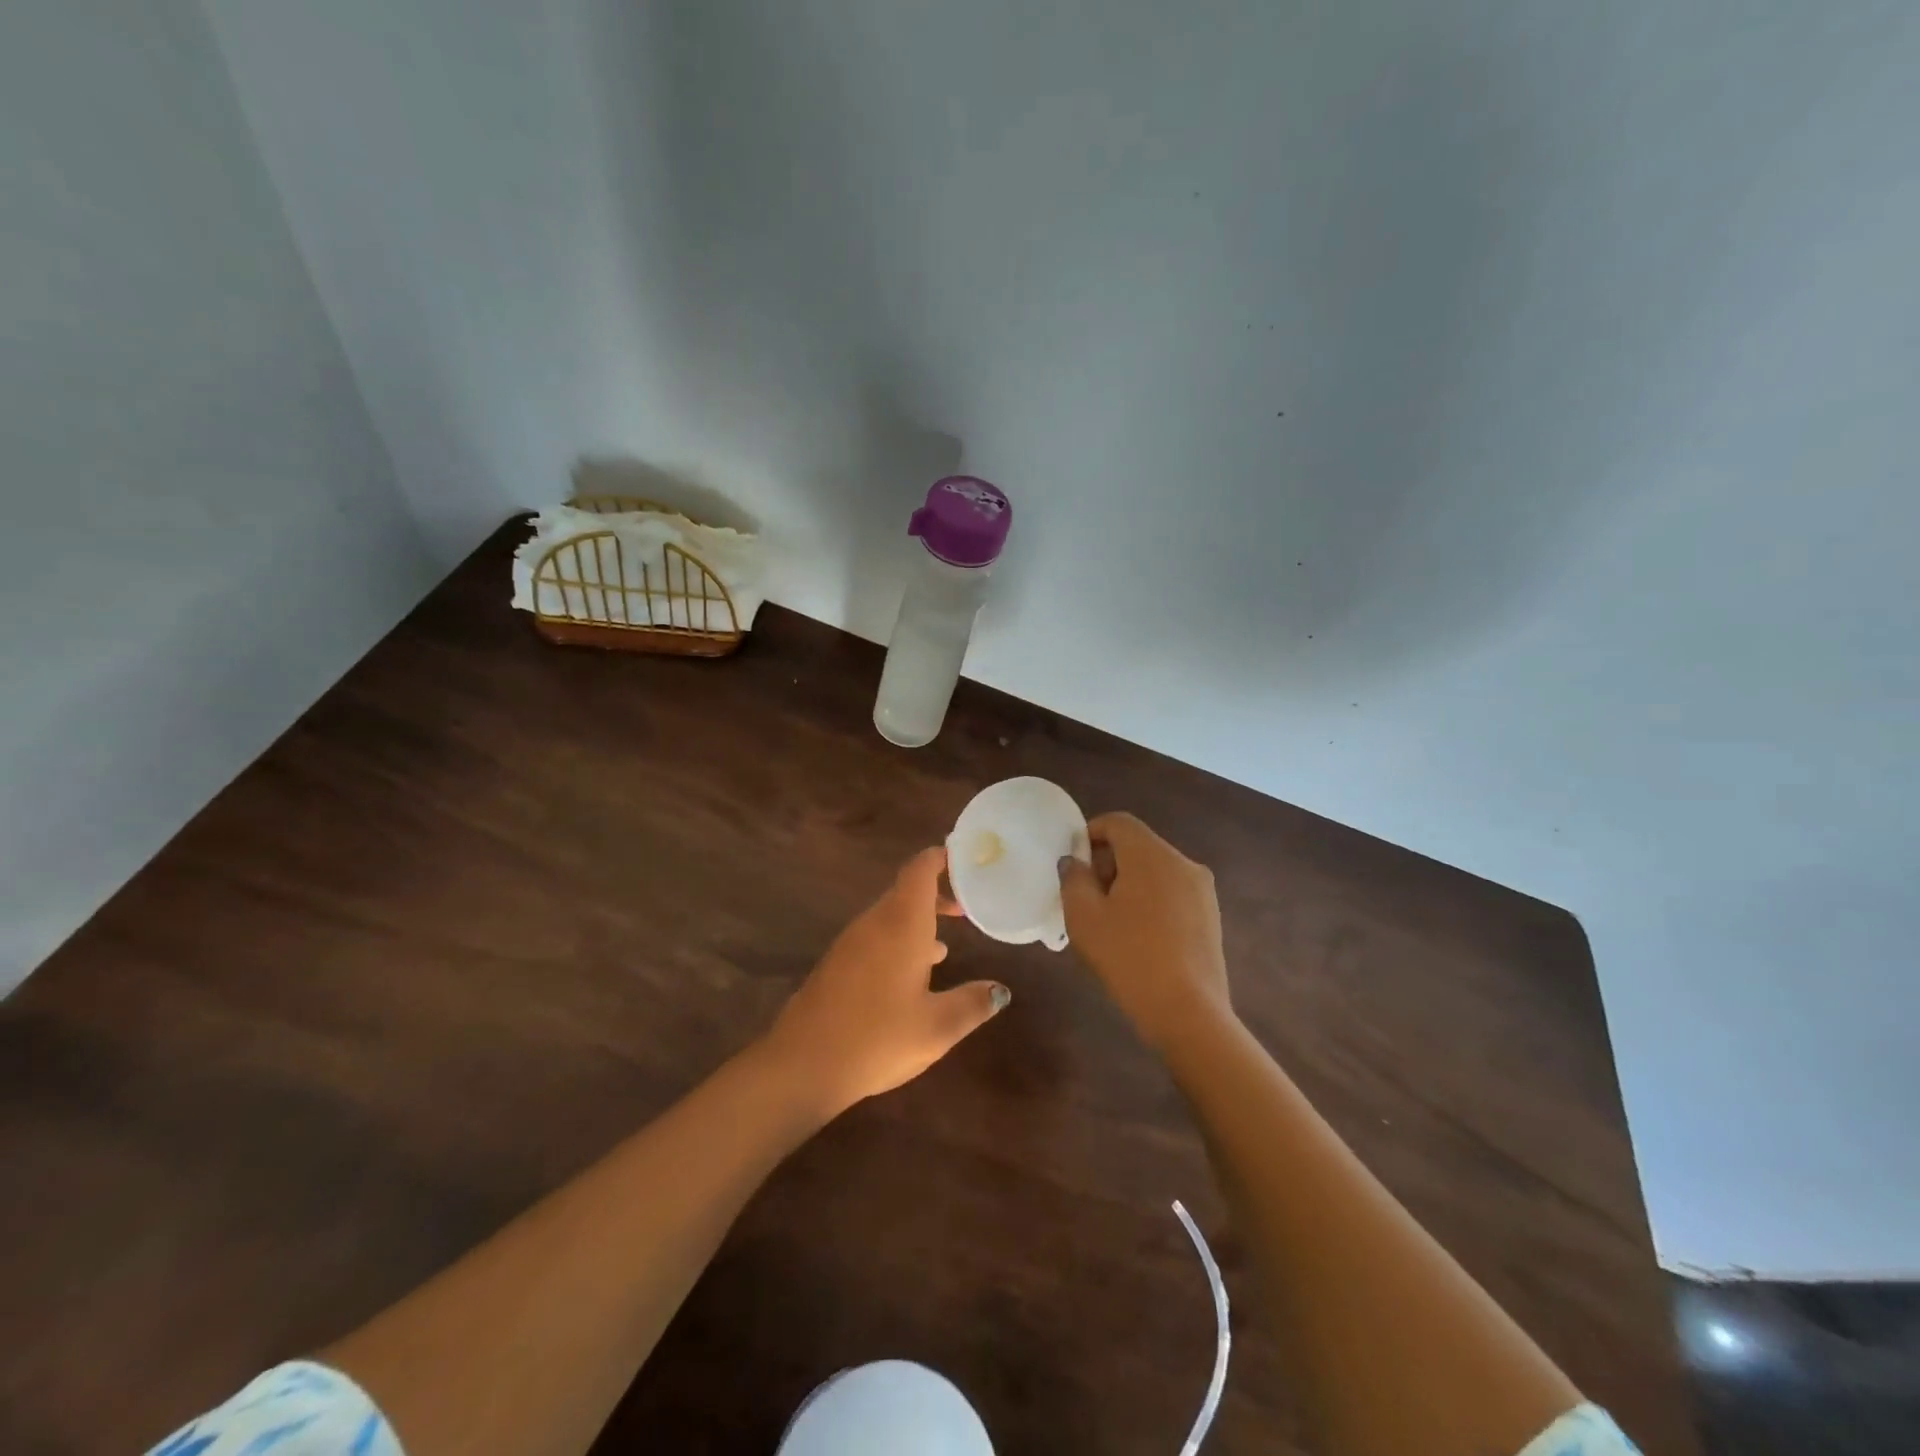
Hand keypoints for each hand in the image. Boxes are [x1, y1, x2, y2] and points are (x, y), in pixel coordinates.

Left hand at [763, 847, 1009, 1115]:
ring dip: (919, 920)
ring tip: (948, 942)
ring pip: (891, 915)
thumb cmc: (877, 1038)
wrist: (803, 1063)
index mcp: (901, 924)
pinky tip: (915, 973)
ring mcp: (852, 942)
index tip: (966, 858)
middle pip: (907, 890)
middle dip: (937, 893)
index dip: (942, 857)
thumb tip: (1000, 989)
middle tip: (968, 905)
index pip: (920, 870)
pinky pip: (876, 936)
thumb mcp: (937, 1027)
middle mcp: (875, 923)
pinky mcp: (838, 963)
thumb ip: (972, 1003)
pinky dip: (901, 940)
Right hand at [1059, 813, 1230, 1051]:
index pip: (1118, 822)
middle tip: (1086, 896)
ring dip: (1129, 883)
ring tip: (1110, 920)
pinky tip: (1138, 937)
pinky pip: (1173, 893)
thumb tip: (1075, 862)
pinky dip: (1151, 901)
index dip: (1090, 833)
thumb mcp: (1084, 917)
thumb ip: (1074, 879)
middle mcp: (1183, 863)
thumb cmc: (1128, 957)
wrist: (1188, 1012)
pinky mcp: (1211, 917)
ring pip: (1156, 870)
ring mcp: (1202, 891)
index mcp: (1152, 855)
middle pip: (1138, 845)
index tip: (1074, 863)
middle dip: (1108, 862)